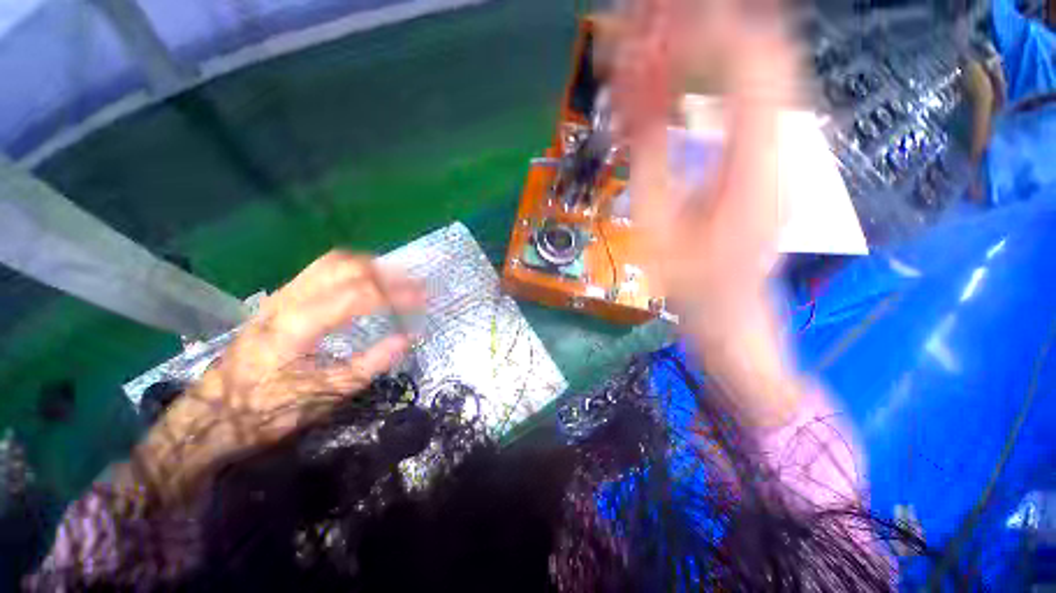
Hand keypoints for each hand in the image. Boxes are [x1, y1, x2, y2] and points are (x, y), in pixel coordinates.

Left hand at [208, 250, 423, 428]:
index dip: (396, 294)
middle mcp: (289, 300)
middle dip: (387, 273)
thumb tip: (406, 339)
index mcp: (298, 324)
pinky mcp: (280, 300)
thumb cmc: (265, 411)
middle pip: (346, 266)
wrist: (209, 415)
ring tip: (397, 280)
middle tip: (414, 286)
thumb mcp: (325, 395)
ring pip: (332, 262)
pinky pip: (322, 271)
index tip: (422, 301)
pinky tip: (366, 283)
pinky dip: (353, 270)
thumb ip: (370, 364)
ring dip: (371, 267)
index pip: (359, 294)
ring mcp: (281, 296)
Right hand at [616, 0, 803, 424]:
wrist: (732, 315)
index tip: (651, 24)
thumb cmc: (693, 285)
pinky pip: (745, 97)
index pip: (751, 57)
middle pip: (761, 48)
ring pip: (756, 68)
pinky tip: (673, 80)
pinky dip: (708, 77)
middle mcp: (781, 142)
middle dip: (702, 24)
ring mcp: (778, 148)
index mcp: (757, 161)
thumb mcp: (658, 226)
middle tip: (647, 24)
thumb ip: (648, 156)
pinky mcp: (765, 157)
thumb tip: (635, 92)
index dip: (703, 26)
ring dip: (704, 47)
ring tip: (652, 47)